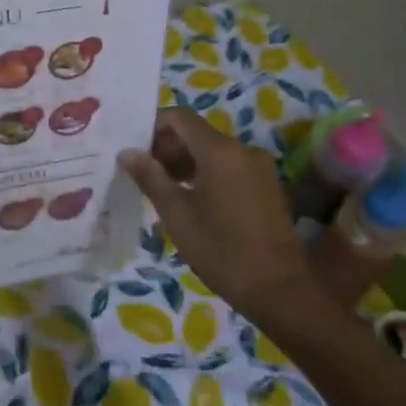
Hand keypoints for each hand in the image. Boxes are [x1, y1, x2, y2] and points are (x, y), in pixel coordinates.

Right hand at [119, 109, 322, 335]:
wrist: (278, 288)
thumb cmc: (220, 250)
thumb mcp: (177, 215)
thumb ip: (150, 178)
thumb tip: (127, 152)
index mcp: (219, 151)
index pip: (180, 117)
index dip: (154, 127)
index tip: (136, 151)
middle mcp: (243, 149)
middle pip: (197, 132)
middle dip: (168, 147)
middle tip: (145, 175)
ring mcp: (259, 167)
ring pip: (213, 150)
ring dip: (187, 161)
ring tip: (165, 190)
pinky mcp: (267, 184)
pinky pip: (230, 166)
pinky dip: (207, 173)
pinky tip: (193, 200)